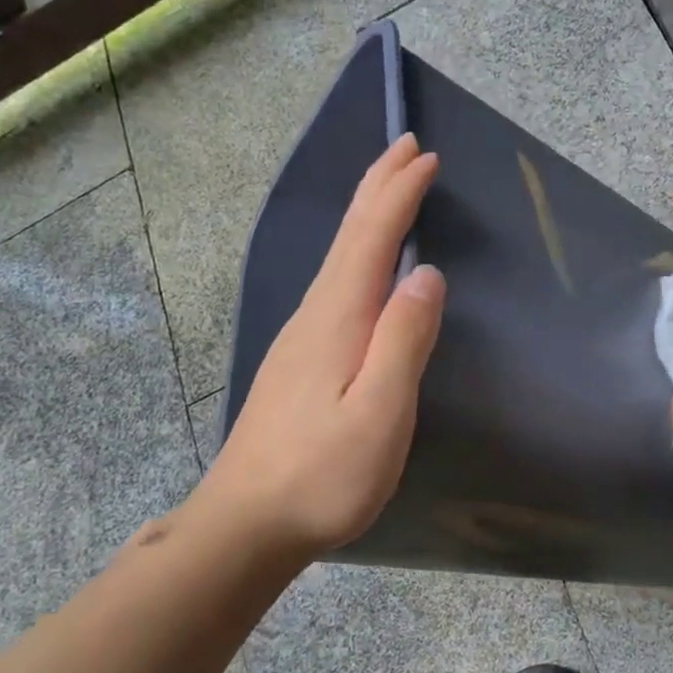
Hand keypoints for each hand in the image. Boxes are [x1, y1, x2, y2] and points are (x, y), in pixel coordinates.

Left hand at [197, 134, 445, 562]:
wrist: (246, 524)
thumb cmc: (322, 476)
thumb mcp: (379, 413)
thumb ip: (403, 341)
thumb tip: (426, 275)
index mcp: (337, 320)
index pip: (371, 239)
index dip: (399, 196)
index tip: (425, 158)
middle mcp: (314, 316)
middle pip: (347, 237)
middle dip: (378, 188)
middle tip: (404, 147)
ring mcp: (300, 338)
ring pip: (338, 257)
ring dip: (366, 216)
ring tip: (388, 189)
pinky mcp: (298, 361)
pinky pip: (333, 283)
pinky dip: (355, 253)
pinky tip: (361, 266)